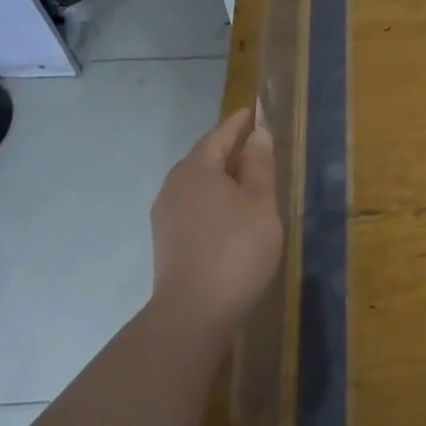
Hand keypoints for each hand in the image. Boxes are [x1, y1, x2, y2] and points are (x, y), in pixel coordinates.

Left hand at [150, 108, 282, 344]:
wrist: (194, 313)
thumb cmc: (236, 249)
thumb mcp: (259, 201)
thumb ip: (259, 164)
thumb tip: (257, 133)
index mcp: (196, 169)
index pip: (219, 135)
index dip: (238, 124)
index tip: (252, 112)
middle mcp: (174, 185)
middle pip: (204, 157)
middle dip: (228, 148)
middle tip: (254, 144)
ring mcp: (166, 214)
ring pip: (197, 182)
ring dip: (220, 175)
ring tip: (246, 177)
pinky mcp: (167, 240)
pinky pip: (193, 203)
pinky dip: (212, 197)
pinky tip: (229, 211)